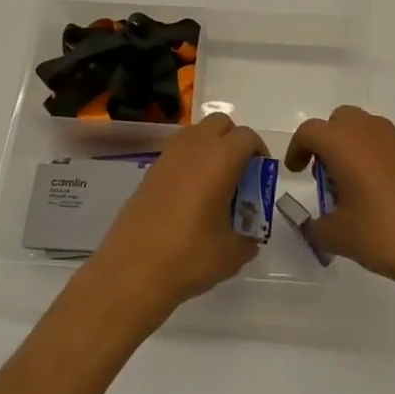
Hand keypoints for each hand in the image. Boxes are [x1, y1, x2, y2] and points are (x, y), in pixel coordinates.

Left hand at [80, 113, 263, 328]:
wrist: (133, 269)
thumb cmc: (190, 255)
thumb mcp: (232, 253)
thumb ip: (248, 239)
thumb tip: (249, 238)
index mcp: (221, 158)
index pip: (247, 137)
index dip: (259, 152)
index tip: (262, 176)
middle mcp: (194, 146)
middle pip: (220, 124)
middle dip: (234, 141)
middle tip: (240, 174)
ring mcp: (168, 156)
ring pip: (196, 134)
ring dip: (210, 148)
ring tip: (215, 184)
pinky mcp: (150, 171)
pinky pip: (178, 152)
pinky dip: (190, 162)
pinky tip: (191, 196)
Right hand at [284, 106, 394, 316]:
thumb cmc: (381, 234)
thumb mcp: (337, 236)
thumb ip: (316, 225)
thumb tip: (315, 224)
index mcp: (343, 142)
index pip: (310, 131)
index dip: (298, 148)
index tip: (296, 171)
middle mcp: (370, 132)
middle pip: (340, 120)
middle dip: (327, 140)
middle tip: (324, 173)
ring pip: (366, 129)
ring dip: (353, 146)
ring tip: (352, 186)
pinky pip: (387, 145)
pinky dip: (376, 158)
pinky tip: (379, 194)